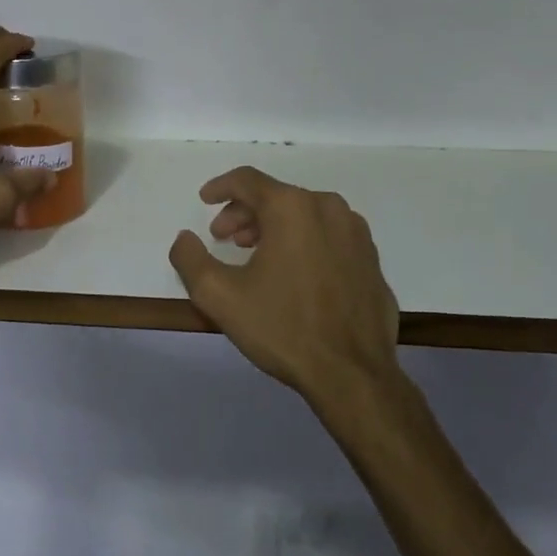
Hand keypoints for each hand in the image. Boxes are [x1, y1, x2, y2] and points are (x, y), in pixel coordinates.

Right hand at [168, 167, 400, 406]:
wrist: (353, 375)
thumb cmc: (283, 328)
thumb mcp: (220, 296)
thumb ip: (190, 259)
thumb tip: (184, 238)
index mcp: (292, 208)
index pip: (248, 180)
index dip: (221, 187)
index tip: (205, 200)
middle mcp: (328, 208)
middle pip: (277, 197)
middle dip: (245, 214)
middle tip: (224, 238)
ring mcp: (356, 234)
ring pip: (305, 215)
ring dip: (274, 227)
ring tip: (255, 255)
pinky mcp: (371, 259)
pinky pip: (329, 237)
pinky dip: (304, 243)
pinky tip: (293, 274)